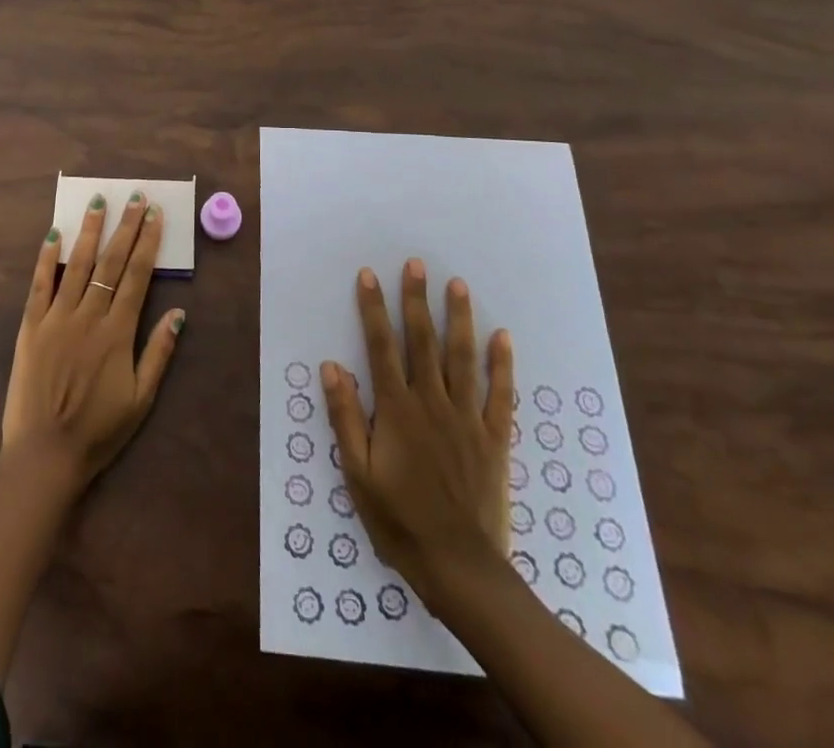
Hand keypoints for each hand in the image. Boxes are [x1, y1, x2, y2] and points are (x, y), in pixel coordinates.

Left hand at [0, 192, 185, 495]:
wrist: (45, 455)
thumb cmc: (99, 431)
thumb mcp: (141, 399)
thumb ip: (159, 353)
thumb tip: (179, 313)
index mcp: (118, 332)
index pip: (137, 276)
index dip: (148, 242)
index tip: (155, 215)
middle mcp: (89, 316)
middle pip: (111, 262)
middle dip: (126, 227)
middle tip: (135, 196)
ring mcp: (56, 318)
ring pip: (77, 265)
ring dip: (90, 231)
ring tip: (98, 202)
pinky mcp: (30, 327)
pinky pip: (39, 285)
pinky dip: (47, 258)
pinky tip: (54, 234)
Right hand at [322, 258, 514, 611]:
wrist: (460, 568)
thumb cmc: (399, 520)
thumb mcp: (358, 472)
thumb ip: (346, 416)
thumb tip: (331, 366)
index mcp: (396, 409)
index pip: (381, 346)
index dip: (373, 309)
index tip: (369, 275)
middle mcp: (431, 402)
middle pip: (422, 341)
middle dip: (416, 300)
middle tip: (417, 264)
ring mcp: (467, 418)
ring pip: (461, 357)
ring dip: (458, 318)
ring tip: (458, 285)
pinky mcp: (494, 439)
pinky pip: (499, 394)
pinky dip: (501, 364)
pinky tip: (502, 336)